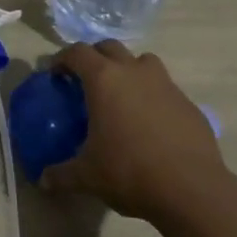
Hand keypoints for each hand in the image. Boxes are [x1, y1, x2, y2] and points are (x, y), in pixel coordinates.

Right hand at [41, 40, 234, 226]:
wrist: (192, 189)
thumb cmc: (130, 172)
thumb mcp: (88, 177)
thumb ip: (61, 174)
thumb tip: (43, 180)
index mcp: (104, 80)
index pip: (77, 53)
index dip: (62, 59)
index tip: (55, 73)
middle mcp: (134, 72)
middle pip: (110, 47)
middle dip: (94, 57)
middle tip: (85, 80)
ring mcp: (165, 84)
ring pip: (142, 61)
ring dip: (128, 69)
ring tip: (121, 96)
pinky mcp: (188, 103)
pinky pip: (165, 88)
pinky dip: (152, 96)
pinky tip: (150, 124)